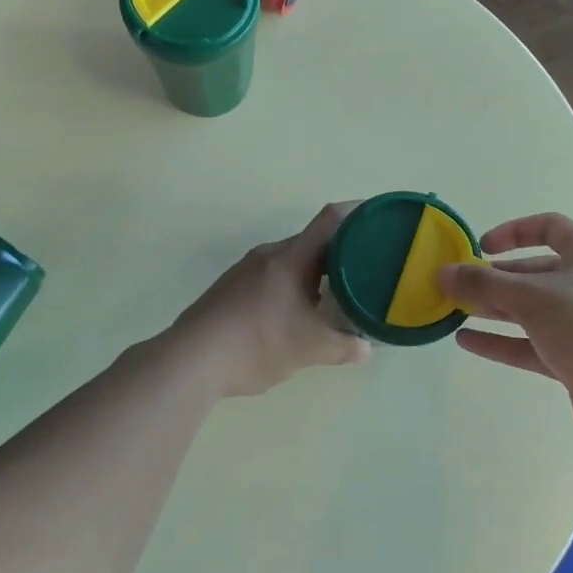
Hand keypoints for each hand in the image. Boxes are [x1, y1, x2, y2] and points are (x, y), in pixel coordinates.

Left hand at [172, 203, 371, 396]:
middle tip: (366, 267)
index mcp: (291, 258)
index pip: (331, 219)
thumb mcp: (308, 350)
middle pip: (312, 240)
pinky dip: (291, 284)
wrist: (192, 359)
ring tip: (335, 293)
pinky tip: (295, 311)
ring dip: (314, 271)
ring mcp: (245, 269)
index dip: (358, 213)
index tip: (380, 218)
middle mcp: (269, 254)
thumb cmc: (257, 344)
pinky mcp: (230, 286)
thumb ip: (342, 347)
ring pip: (290, 259)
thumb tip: (366, 349)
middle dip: (340, 251)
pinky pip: (271, 274)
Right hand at [440, 213, 572, 442]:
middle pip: (534, 272)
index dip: (514, 231)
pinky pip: (532, 345)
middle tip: (457, 285)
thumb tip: (441, 272)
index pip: (549, 228)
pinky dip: (501, 341)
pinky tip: (466, 342)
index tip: (480, 246)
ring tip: (453, 311)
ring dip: (494, 309)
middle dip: (495, 278)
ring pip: (531, 311)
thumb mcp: (530, 297)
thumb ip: (482, 283)